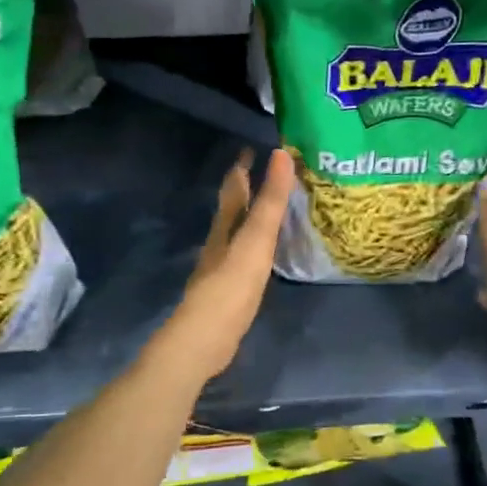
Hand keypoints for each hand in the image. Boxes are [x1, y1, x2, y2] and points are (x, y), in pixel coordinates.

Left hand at [154, 148, 295, 381]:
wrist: (205, 338)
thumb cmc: (231, 285)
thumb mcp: (256, 239)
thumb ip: (270, 201)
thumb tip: (281, 154)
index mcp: (225, 227)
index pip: (233, 189)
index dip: (242, 168)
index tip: (250, 148)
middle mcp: (219, 243)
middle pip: (232, 210)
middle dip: (245, 191)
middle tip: (265, 174)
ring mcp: (221, 268)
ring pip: (236, 234)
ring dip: (249, 219)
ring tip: (268, 210)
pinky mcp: (228, 292)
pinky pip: (243, 258)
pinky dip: (253, 247)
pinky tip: (262, 256)